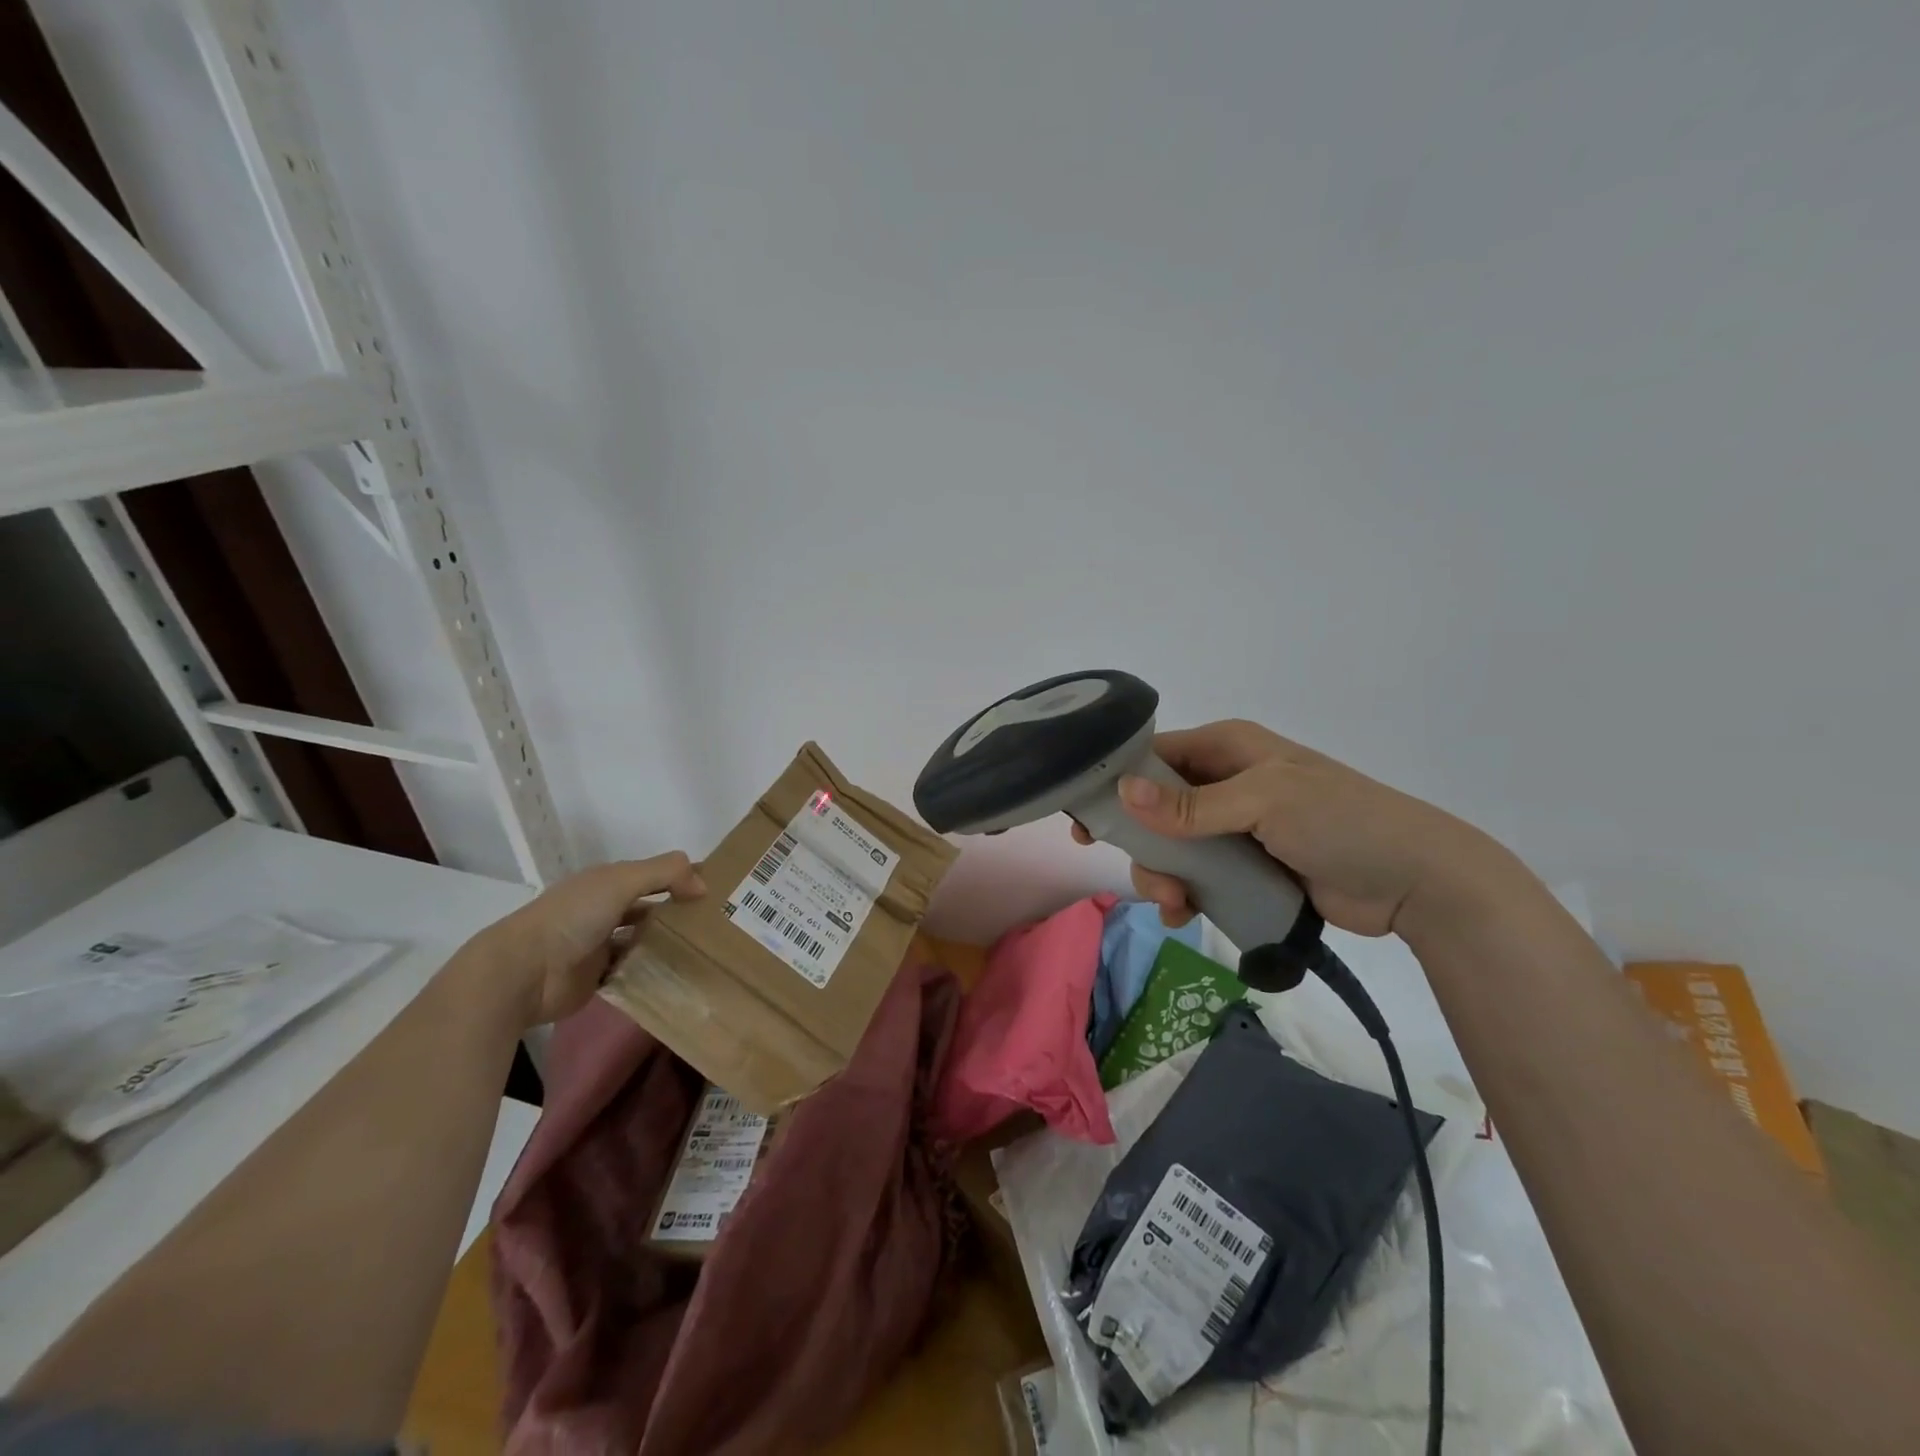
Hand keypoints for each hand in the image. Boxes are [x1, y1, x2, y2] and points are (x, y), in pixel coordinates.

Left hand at [464, 852, 705, 1026]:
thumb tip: (703, 885)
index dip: (681, 877)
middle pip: (649, 907)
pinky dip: (652, 972)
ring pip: (643, 940)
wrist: (524, 972)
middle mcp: (603, 910)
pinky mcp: (597, 978)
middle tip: (719, 922)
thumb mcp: (622, 881)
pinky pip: (632, 972)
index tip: (718, 888)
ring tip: (707, 950)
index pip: (652, 874)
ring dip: (667, 944)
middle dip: (679, 912)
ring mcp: (599, 945)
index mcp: (606, 883)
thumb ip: (665, 873)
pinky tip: (680, 975)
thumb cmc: (573, 917)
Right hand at [1070, 719, 1504, 939]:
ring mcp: (1237, 827)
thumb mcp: (1264, 802)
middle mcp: (1226, 782)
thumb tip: (1123, 791)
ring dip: (1164, 875)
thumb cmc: (1341, 822)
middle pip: (1157, 808)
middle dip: (1144, 845)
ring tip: (1178, 905)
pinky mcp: (1248, 866)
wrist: (1415, 881)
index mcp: (1228, 749)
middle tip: (1150, 879)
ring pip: (1174, 847)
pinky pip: (1200, 876)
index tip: (1087, 822)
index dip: (1116, 784)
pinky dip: (1186, 894)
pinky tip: (1186, 914)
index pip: (1154, 757)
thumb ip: (1192, 805)